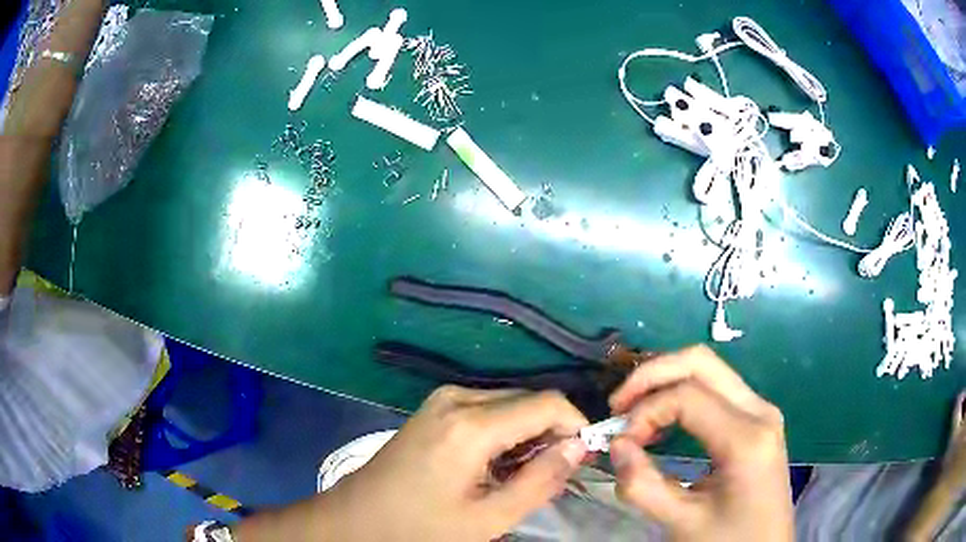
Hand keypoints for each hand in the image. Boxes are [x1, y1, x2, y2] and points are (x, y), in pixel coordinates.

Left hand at [321, 386, 588, 541]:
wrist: (357, 518)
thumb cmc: (420, 527)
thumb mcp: (488, 519)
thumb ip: (540, 481)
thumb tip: (579, 447)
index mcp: (470, 425)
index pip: (548, 403)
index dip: (575, 426)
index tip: (583, 457)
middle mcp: (457, 397)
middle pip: (529, 400)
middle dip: (551, 432)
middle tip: (553, 474)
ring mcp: (442, 399)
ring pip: (509, 404)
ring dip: (527, 434)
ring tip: (521, 476)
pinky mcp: (434, 407)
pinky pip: (486, 408)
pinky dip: (504, 432)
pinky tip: (494, 465)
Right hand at [608, 345, 793, 541]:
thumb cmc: (727, 540)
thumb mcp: (681, 522)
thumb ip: (643, 486)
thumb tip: (616, 446)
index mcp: (746, 438)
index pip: (686, 396)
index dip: (644, 411)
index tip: (620, 444)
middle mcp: (759, 410)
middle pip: (700, 362)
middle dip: (651, 375)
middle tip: (617, 407)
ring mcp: (761, 410)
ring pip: (708, 369)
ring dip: (665, 382)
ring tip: (635, 415)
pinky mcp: (756, 418)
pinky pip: (716, 388)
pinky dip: (682, 393)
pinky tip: (663, 421)